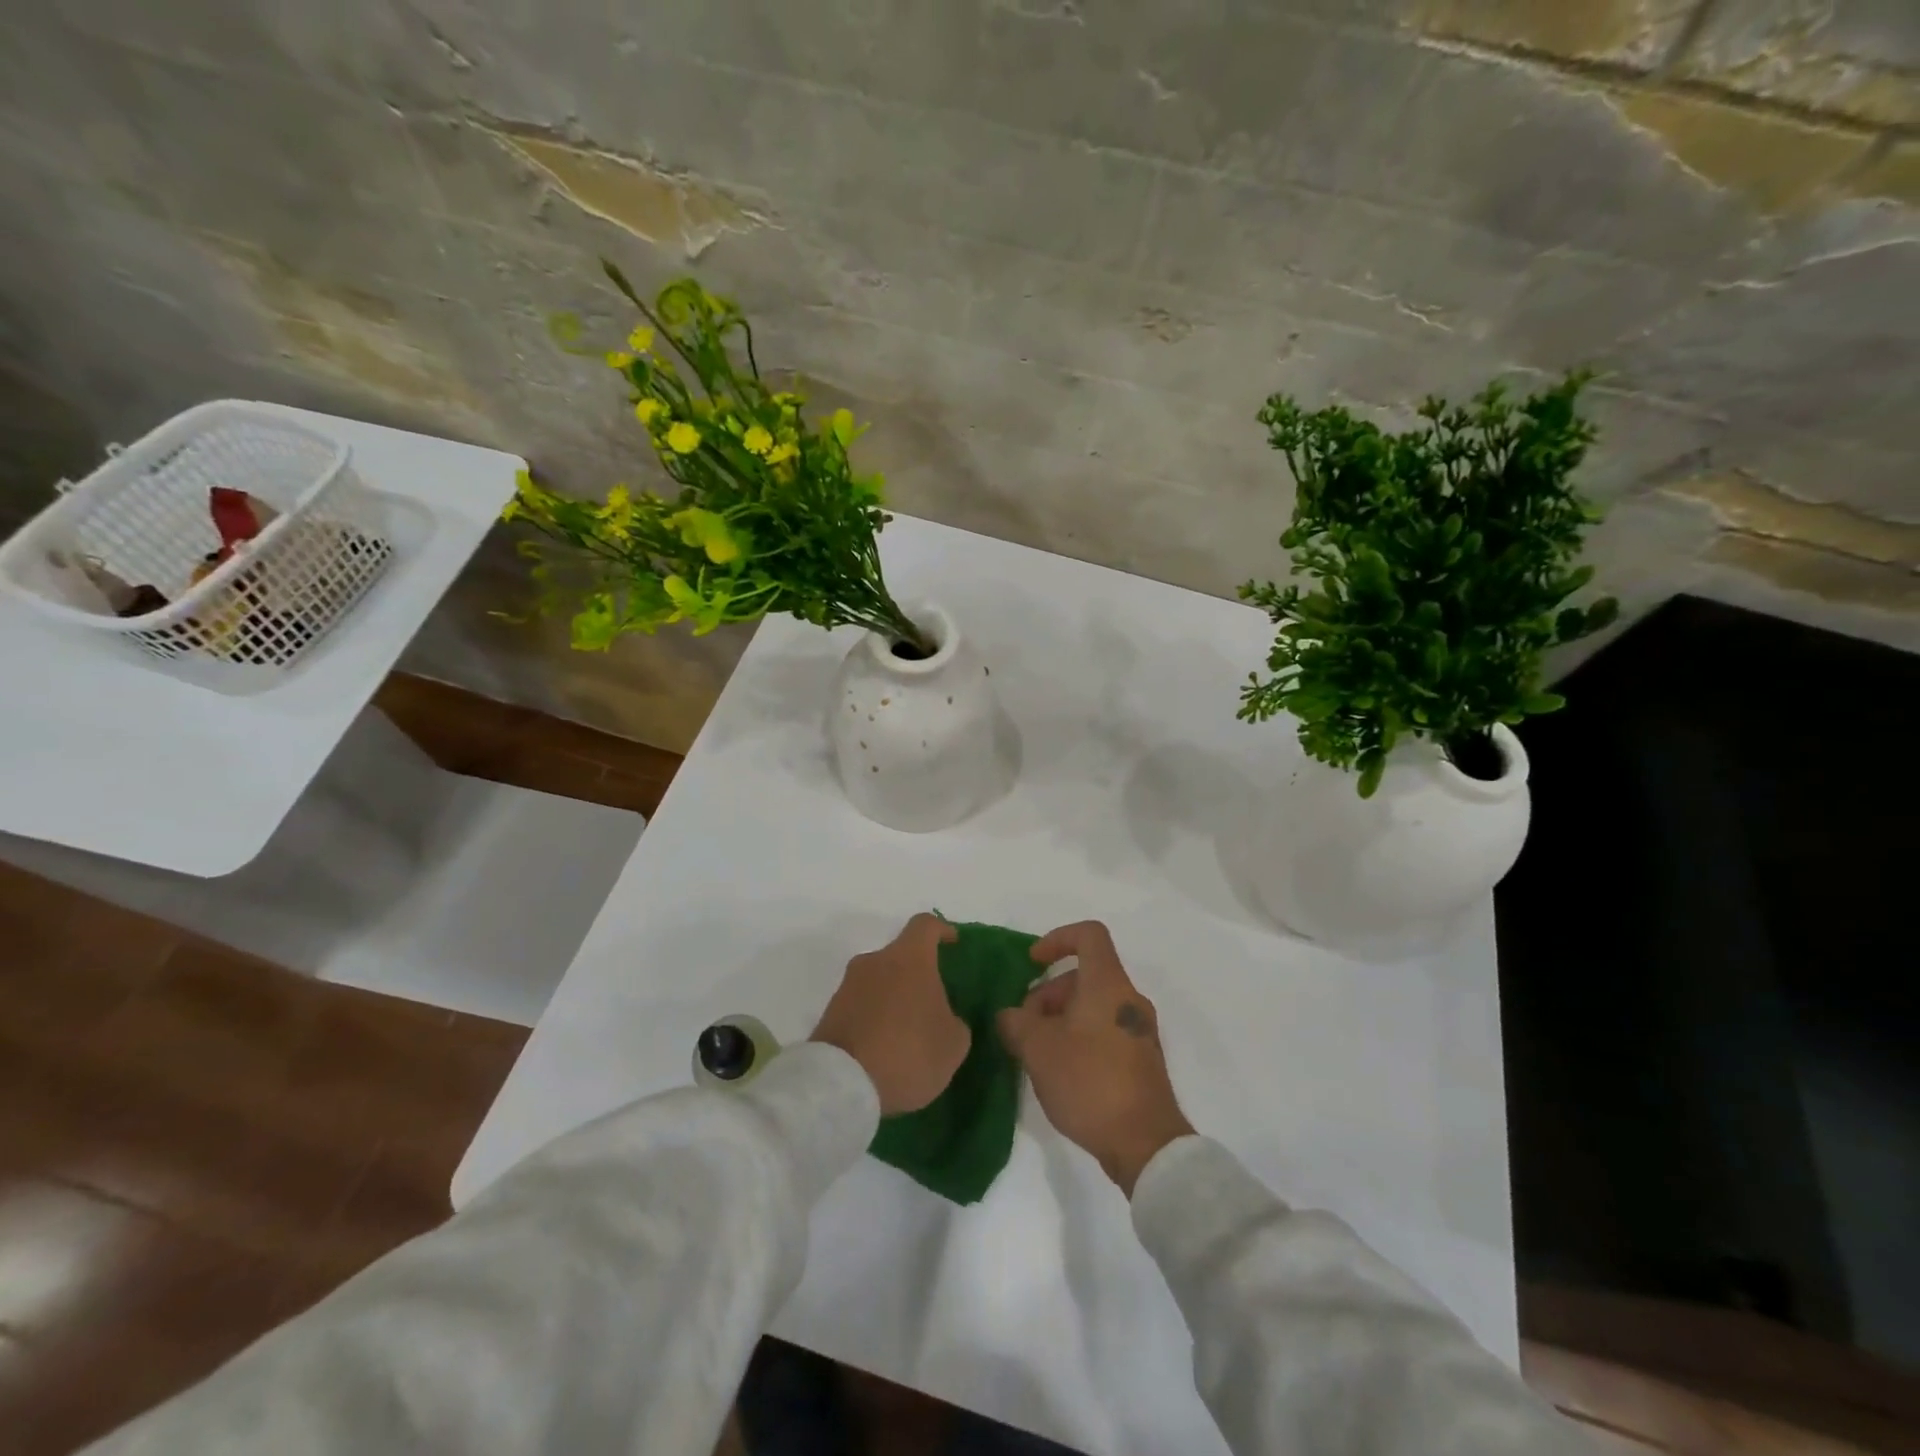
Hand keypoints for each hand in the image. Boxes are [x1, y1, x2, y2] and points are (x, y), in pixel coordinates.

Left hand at [812, 913, 968, 1115]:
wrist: (842, 1085)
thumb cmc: (908, 1053)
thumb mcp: (953, 1044)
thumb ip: (954, 1022)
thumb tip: (944, 1018)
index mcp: (909, 958)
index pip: (926, 925)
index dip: (942, 930)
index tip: (952, 943)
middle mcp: (875, 961)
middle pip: (900, 956)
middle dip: (917, 976)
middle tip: (932, 1005)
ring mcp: (847, 986)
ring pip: (879, 982)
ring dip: (894, 999)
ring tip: (907, 1034)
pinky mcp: (829, 1013)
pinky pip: (860, 1007)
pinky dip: (874, 1019)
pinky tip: (884, 1050)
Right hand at [997, 921, 1193, 1196]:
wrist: (1145, 1144)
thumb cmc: (1090, 1082)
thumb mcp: (1038, 1049)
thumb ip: (1016, 1022)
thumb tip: (1010, 1015)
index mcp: (1107, 984)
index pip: (1089, 935)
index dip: (1057, 938)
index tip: (1033, 963)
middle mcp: (1129, 999)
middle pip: (1086, 975)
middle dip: (1050, 993)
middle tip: (1025, 1025)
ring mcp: (1139, 1030)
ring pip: (1094, 1005)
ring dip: (1061, 1017)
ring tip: (1038, 1053)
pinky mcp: (1142, 1060)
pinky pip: (1105, 1030)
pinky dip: (1079, 1036)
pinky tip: (1061, 1071)